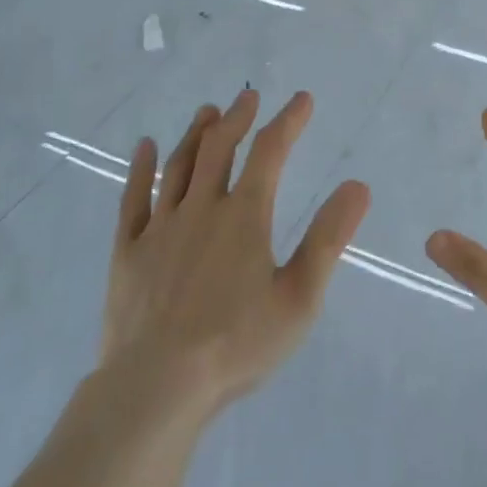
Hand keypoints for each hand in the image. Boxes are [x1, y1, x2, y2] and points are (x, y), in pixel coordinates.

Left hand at [101, 90, 369, 417]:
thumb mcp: (299, 297)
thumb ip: (329, 238)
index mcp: (245, 216)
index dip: (289, 121)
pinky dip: (140, 169)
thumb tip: (358, 186)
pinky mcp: (127, 252)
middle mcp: (202, 208)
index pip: (271, 152)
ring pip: (179, 166)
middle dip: (238, 118)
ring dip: (196, 134)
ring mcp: (160, 228)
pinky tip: (145, 147)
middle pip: (220, 148)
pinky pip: (132, 199)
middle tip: (248, 97)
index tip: (302, 99)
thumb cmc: (236, 344)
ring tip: (208, 111)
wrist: (155, 388)